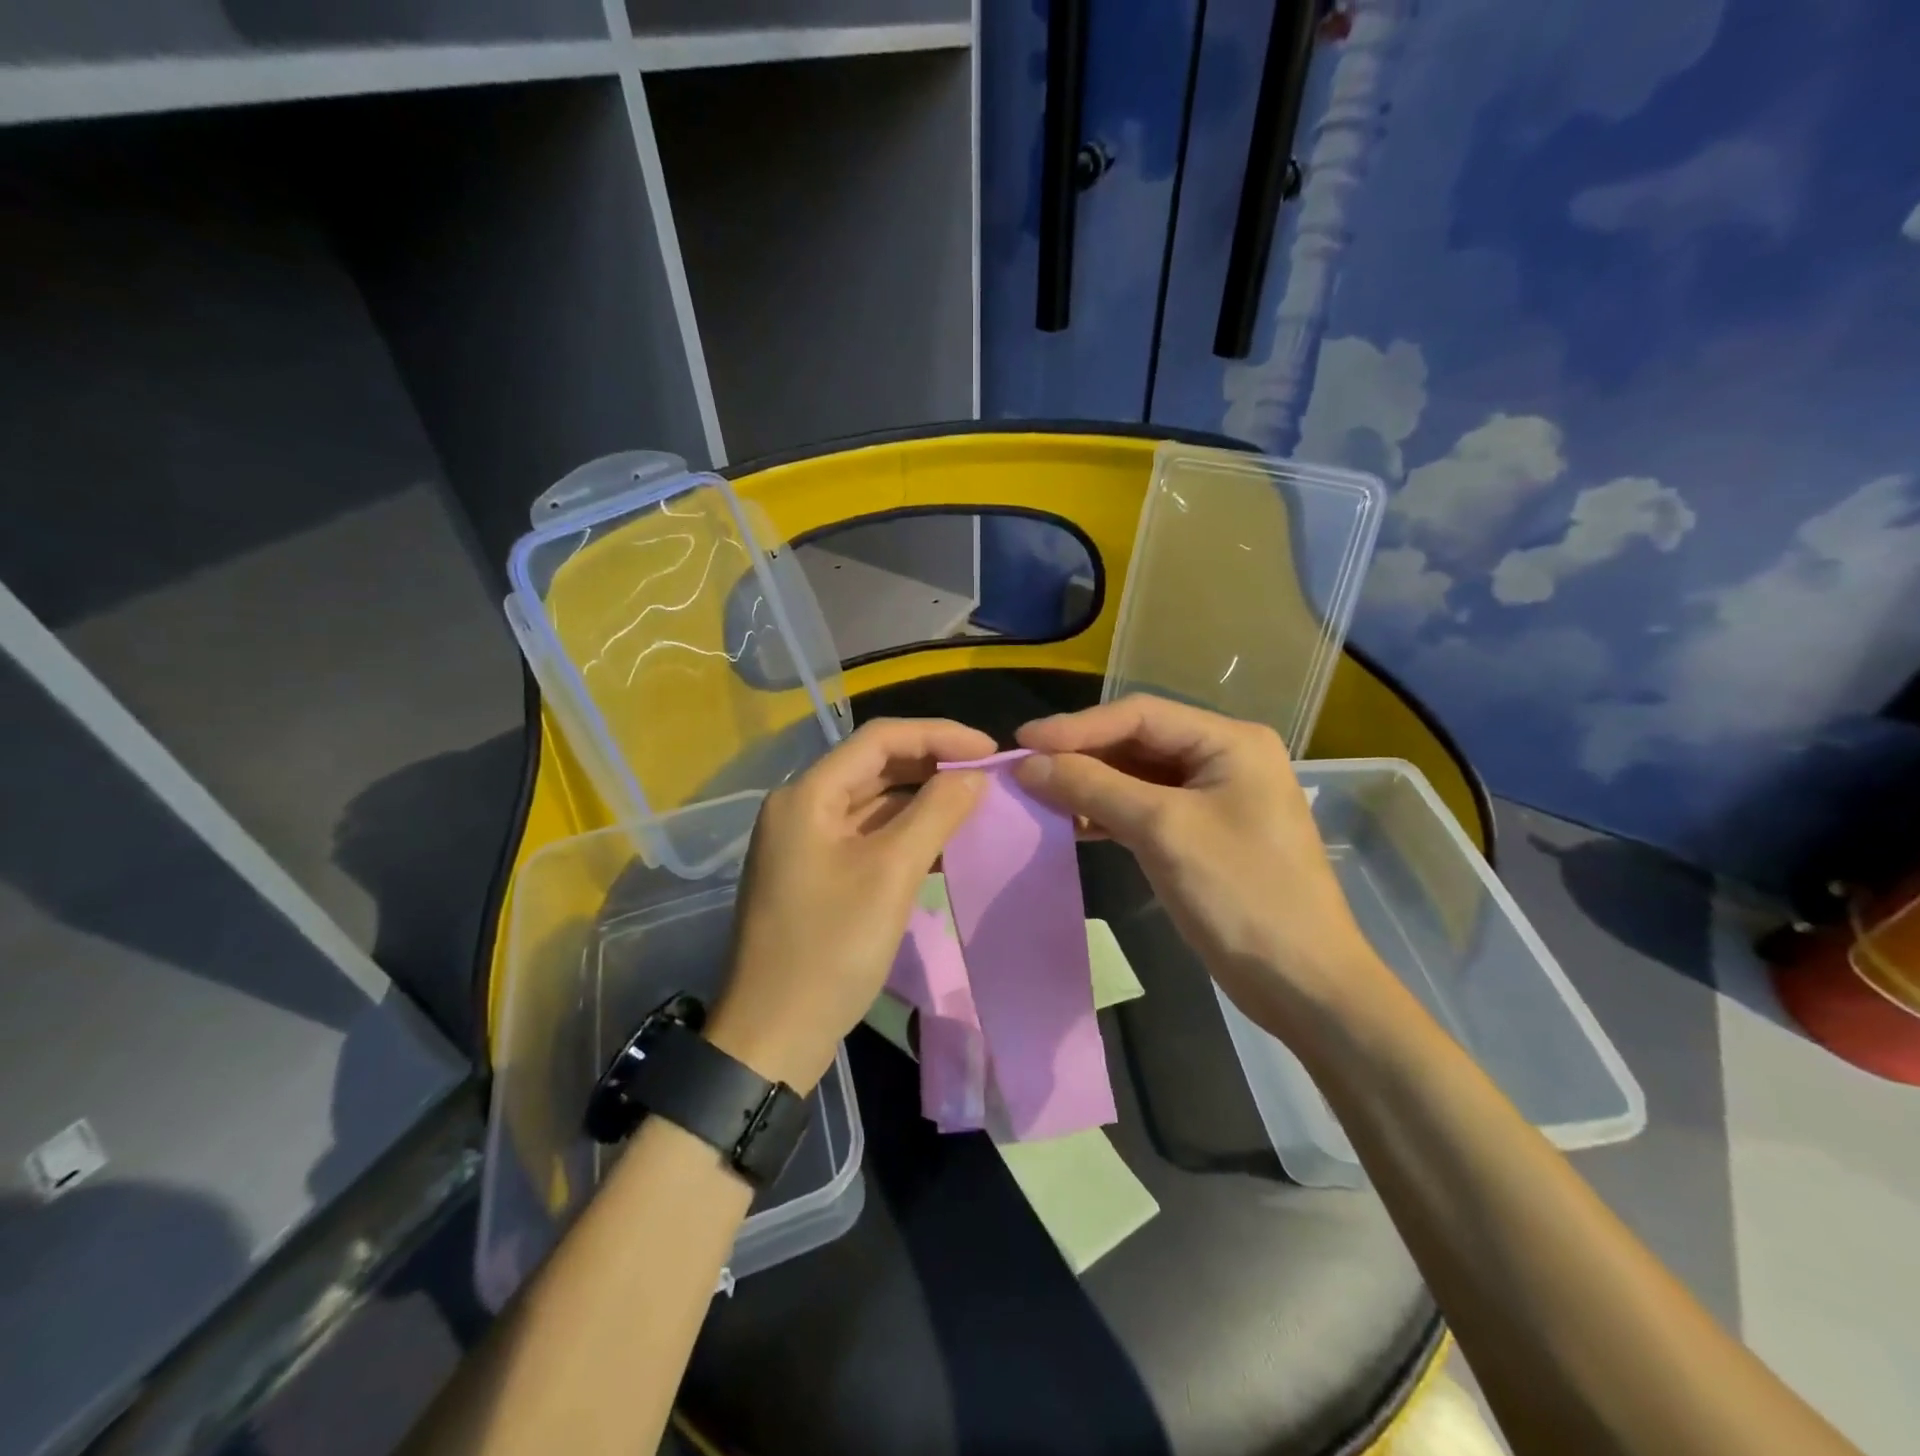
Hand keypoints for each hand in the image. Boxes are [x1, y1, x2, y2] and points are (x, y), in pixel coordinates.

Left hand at [709, 717, 993, 1089]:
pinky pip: (867, 836)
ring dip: (922, 800)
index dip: (939, 735)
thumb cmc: (831, 948)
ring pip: (873, 802)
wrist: (773, 1035)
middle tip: (987, 777)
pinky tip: (944, 843)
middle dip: (932, 766)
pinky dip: (905, 833)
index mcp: (807, 794)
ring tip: (975, 805)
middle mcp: (801, 807)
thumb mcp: (891, 873)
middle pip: (875, 766)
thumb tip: (974, 775)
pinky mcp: (816, 874)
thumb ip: (936, 813)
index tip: (990, 751)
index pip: (880, 739)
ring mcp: (806, 842)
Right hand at [1014, 696, 1382, 1028]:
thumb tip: (1027, 763)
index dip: (1076, 727)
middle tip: (1024, 770)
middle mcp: (1224, 759)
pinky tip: (1074, 825)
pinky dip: (1109, 814)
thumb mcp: (1162, 831)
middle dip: (1081, 756)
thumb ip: (1093, 787)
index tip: (1022, 742)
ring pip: (1138, 778)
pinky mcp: (1203, 835)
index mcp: (1229, 741)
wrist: (1304, 985)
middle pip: (1138, 742)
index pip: (1140, 715)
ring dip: (1090, 786)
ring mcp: (1215, 798)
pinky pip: (1146, 810)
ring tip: (1039, 797)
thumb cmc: (1241, 895)